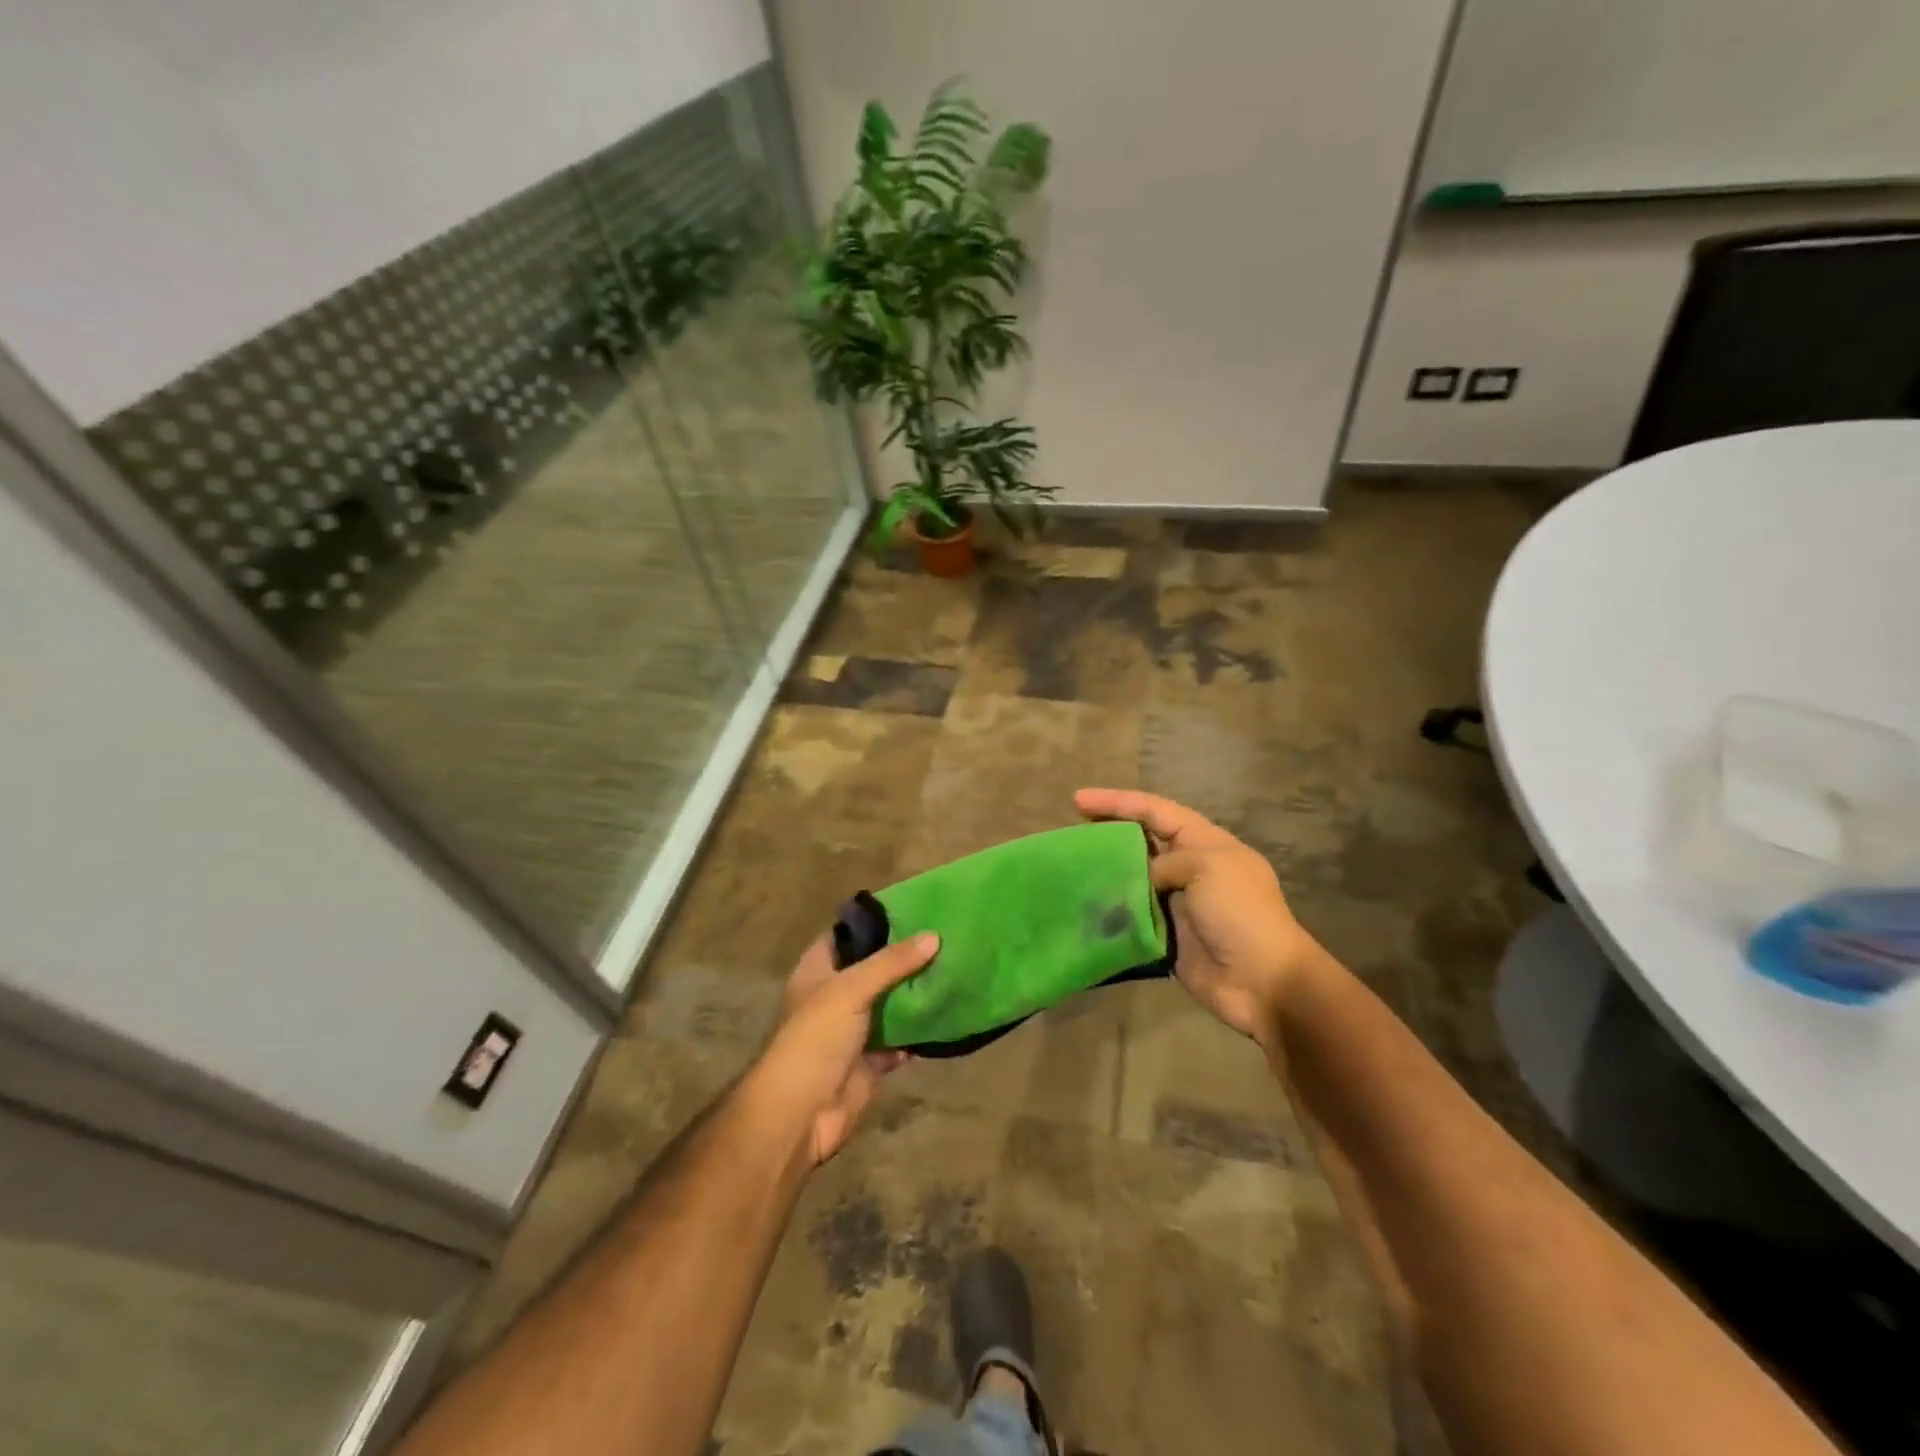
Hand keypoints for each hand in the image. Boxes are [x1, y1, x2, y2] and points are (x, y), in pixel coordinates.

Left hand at [751, 931, 938, 1165]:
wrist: (801, 1115)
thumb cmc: (815, 1039)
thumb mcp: (850, 989)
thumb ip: (891, 962)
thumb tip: (934, 936)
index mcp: (817, 971)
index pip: (845, 934)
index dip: (873, 921)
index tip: (912, 907)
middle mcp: (834, 996)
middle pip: (872, 969)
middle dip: (903, 956)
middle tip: (943, 936)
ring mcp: (852, 1031)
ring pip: (889, 1004)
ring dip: (914, 992)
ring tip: (952, 967)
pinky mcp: (870, 1062)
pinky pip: (900, 1040)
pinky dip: (920, 1031)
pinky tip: (947, 1014)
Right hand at [1076, 788, 1318, 1044]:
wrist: (1263, 982)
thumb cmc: (1240, 913)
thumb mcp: (1207, 867)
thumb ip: (1164, 862)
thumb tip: (1141, 881)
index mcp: (1205, 842)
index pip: (1156, 811)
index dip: (1118, 802)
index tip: (1078, 799)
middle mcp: (1189, 867)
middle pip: (1141, 840)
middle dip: (1108, 832)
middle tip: (1072, 832)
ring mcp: (1177, 902)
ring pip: (1133, 877)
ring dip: (1106, 872)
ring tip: (1072, 867)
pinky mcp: (1166, 935)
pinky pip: (1132, 915)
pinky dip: (1111, 909)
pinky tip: (1086, 905)